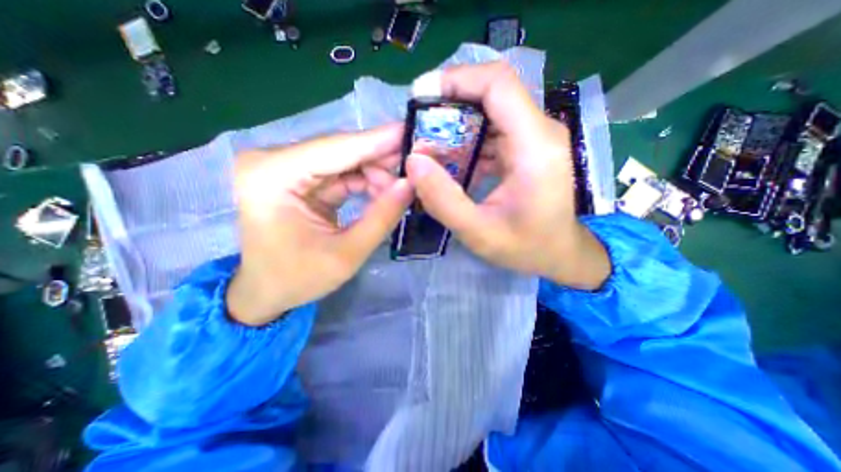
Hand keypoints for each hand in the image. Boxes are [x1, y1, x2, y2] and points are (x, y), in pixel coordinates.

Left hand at [228, 123, 413, 326]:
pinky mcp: (296, 178)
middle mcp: (272, 162)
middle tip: (415, 166)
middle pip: (340, 150)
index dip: (378, 141)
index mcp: (272, 177)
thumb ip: (381, 217)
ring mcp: (283, 168)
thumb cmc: (299, 278)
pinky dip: (364, 180)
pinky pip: (339, 172)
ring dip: (374, 172)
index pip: (336, 149)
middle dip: (380, 159)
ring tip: (400, 187)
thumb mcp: (347, 254)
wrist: (266, 290)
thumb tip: (410, 185)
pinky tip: (383, 191)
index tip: (412, 132)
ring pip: (343, 159)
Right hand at [404, 63, 607, 288]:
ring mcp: (534, 138)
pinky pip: (492, 130)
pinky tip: (450, 159)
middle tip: (418, 126)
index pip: (498, 85)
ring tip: (428, 144)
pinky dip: (466, 138)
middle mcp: (539, 132)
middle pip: (492, 93)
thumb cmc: (525, 248)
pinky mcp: (527, 148)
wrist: (559, 254)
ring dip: (456, 122)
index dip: (457, 80)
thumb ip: (443, 200)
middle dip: (450, 103)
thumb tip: (413, 161)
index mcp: (535, 147)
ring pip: (490, 110)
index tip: (420, 96)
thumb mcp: (478, 232)